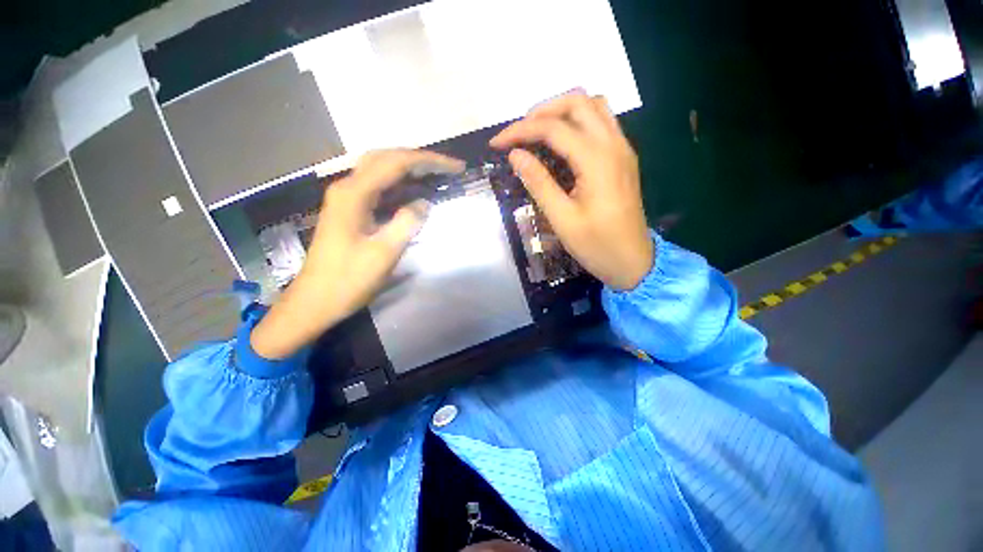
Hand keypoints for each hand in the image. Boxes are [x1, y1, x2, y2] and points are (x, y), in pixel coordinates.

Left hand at [251, 149, 464, 359]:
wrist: (315, 301)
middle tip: (448, 169)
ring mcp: (347, 198)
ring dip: (410, 169)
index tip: (457, 167)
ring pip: (381, 170)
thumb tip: (424, 203)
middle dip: (420, 159)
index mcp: (354, 193)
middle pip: (387, 158)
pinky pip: (378, 188)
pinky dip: (400, 185)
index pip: (397, 163)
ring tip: (437, 175)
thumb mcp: (384, 253)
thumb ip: (407, 223)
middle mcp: (348, 187)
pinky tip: (414, 192)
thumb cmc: (349, 280)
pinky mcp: (350, 210)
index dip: (430, 161)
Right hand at [490, 91, 652, 290]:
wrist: (633, 262)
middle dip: (542, 111)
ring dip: (562, 111)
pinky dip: (578, 121)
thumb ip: (538, 183)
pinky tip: (562, 142)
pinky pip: (602, 122)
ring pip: (593, 106)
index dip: (520, 130)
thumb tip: (515, 155)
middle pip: (577, 101)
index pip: (553, 128)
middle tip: (518, 133)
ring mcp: (622, 149)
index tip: (496, 143)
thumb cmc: (597, 246)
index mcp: (596, 160)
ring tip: (538, 131)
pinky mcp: (623, 158)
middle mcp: (613, 144)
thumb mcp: (562, 219)